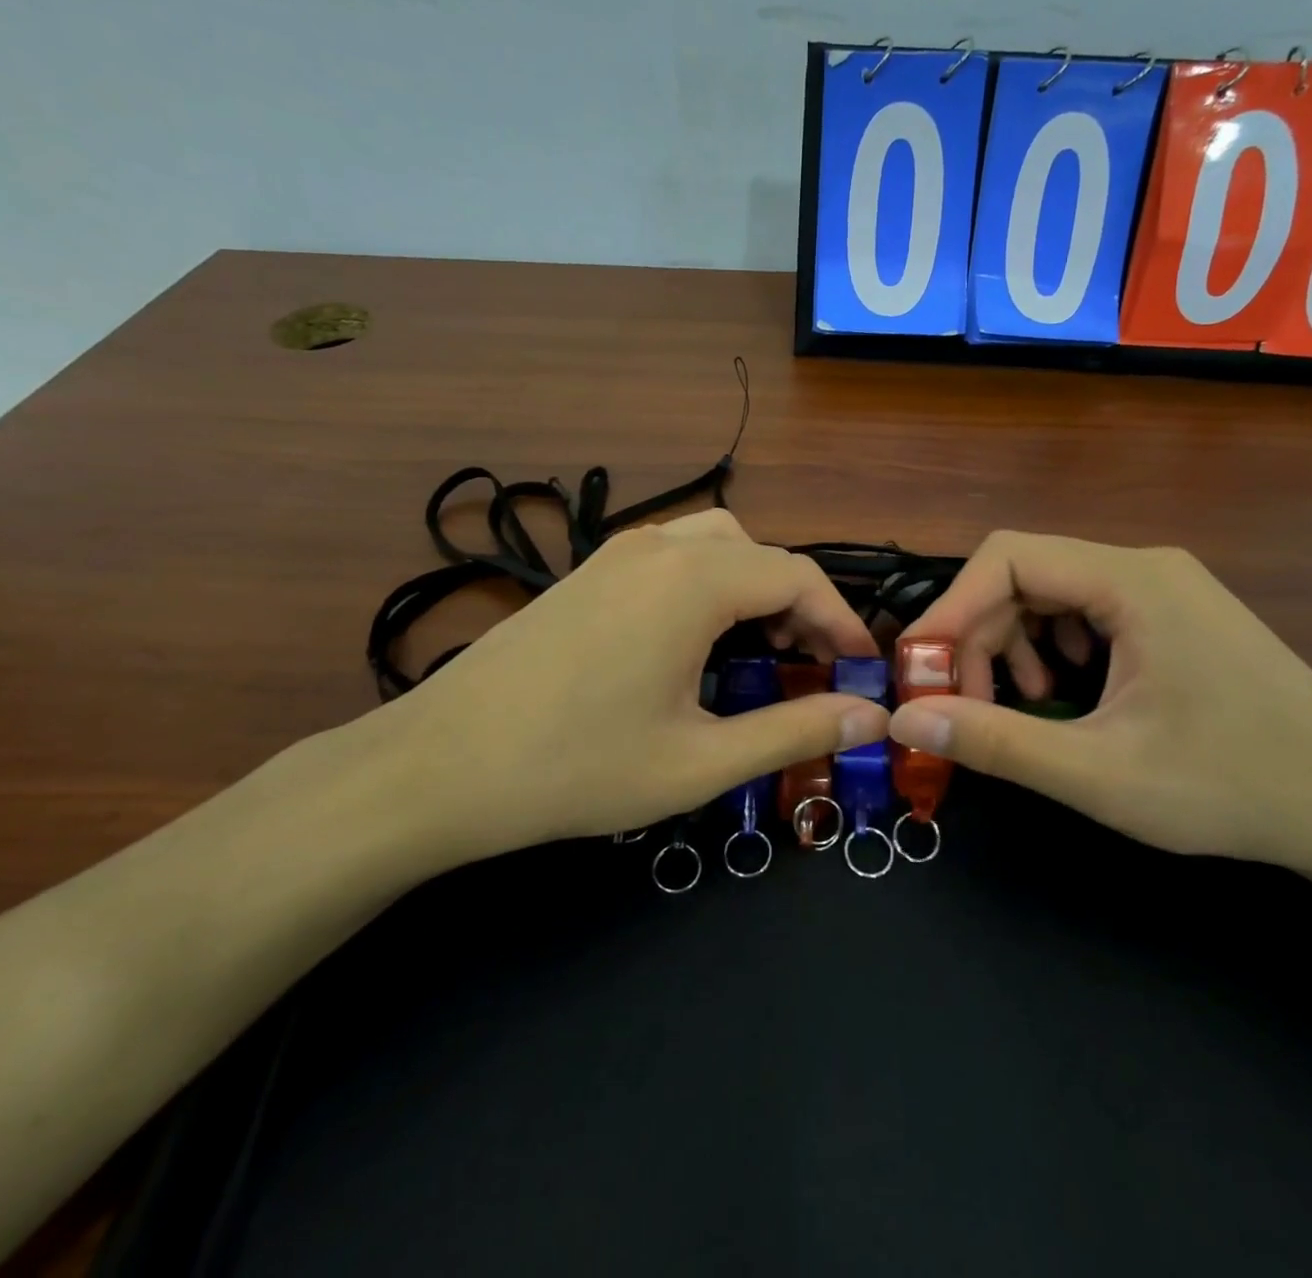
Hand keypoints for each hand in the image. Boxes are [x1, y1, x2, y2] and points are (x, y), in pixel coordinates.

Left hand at [351, 510, 887, 867]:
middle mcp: (658, 548)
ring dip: (752, 585)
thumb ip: (794, 730)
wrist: (439, 765)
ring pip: (714, 543)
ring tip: (760, 646)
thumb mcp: (700, 760)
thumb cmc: (577, 768)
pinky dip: (708, 583)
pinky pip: (671, 556)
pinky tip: (694, 640)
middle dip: (799, 602)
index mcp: (693, 581)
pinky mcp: (586, 573)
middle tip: (811, 662)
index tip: (862, 668)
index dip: (841, 621)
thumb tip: (872, 714)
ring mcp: (614, 554)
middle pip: (759, 553)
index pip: (797, 577)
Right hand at [888, 531, 1311, 879]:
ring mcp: (1165, 589)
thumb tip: (904, 721)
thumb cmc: (1232, 788)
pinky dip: (1054, 651)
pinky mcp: (1174, 617)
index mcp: (1132, 580)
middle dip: (981, 637)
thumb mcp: (1099, 773)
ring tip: (1021, 708)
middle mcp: (1146, 567)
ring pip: (1053, 595)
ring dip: (1015, 646)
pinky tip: (1066, 698)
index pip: (1007, 557)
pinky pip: (1087, 614)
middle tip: (966, 706)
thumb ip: (995, 742)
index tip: (921, 669)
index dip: (951, 608)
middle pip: (1026, 576)